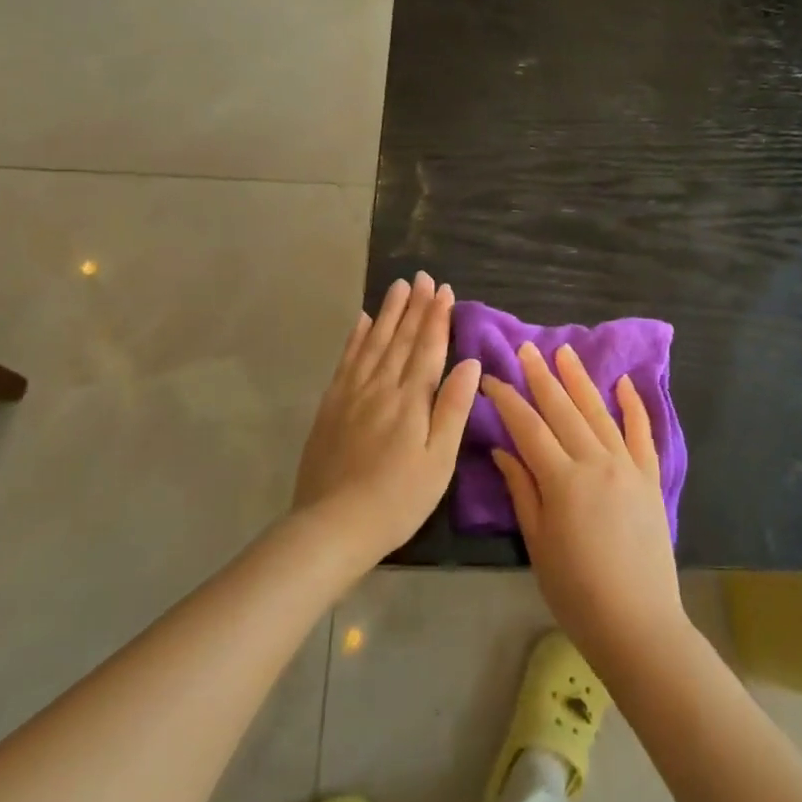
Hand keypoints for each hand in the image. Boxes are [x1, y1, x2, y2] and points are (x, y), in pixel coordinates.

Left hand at [293, 273, 480, 568]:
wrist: (333, 525)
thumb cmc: (398, 498)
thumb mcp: (439, 460)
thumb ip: (453, 408)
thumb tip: (469, 362)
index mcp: (411, 399)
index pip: (428, 348)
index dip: (438, 317)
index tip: (444, 289)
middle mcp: (381, 386)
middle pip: (401, 338)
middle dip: (415, 306)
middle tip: (422, 277)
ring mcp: (352, 394)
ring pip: (374, 342)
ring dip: (388, 313)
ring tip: (397, 287)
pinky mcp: (331, 406)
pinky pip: (347, 361)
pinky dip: (356, 338)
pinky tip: (362, 322)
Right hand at [485, 343, 686, 669]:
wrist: (638, 623)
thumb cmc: (576, 591)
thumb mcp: (537, 543)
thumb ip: (522, 490)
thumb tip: (503, 450)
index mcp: (562, 480)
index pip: (528, 427)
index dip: (507, 400)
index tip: (491, 378)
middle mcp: (596, 462)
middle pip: (563, 410)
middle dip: (541, 377)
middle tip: (525, 349)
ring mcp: (628, 467)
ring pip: (599, 412)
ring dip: (580, 380)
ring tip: (564, 353)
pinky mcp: (651, 478)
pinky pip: (642, 434)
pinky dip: (633, 406)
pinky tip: (623, 383)